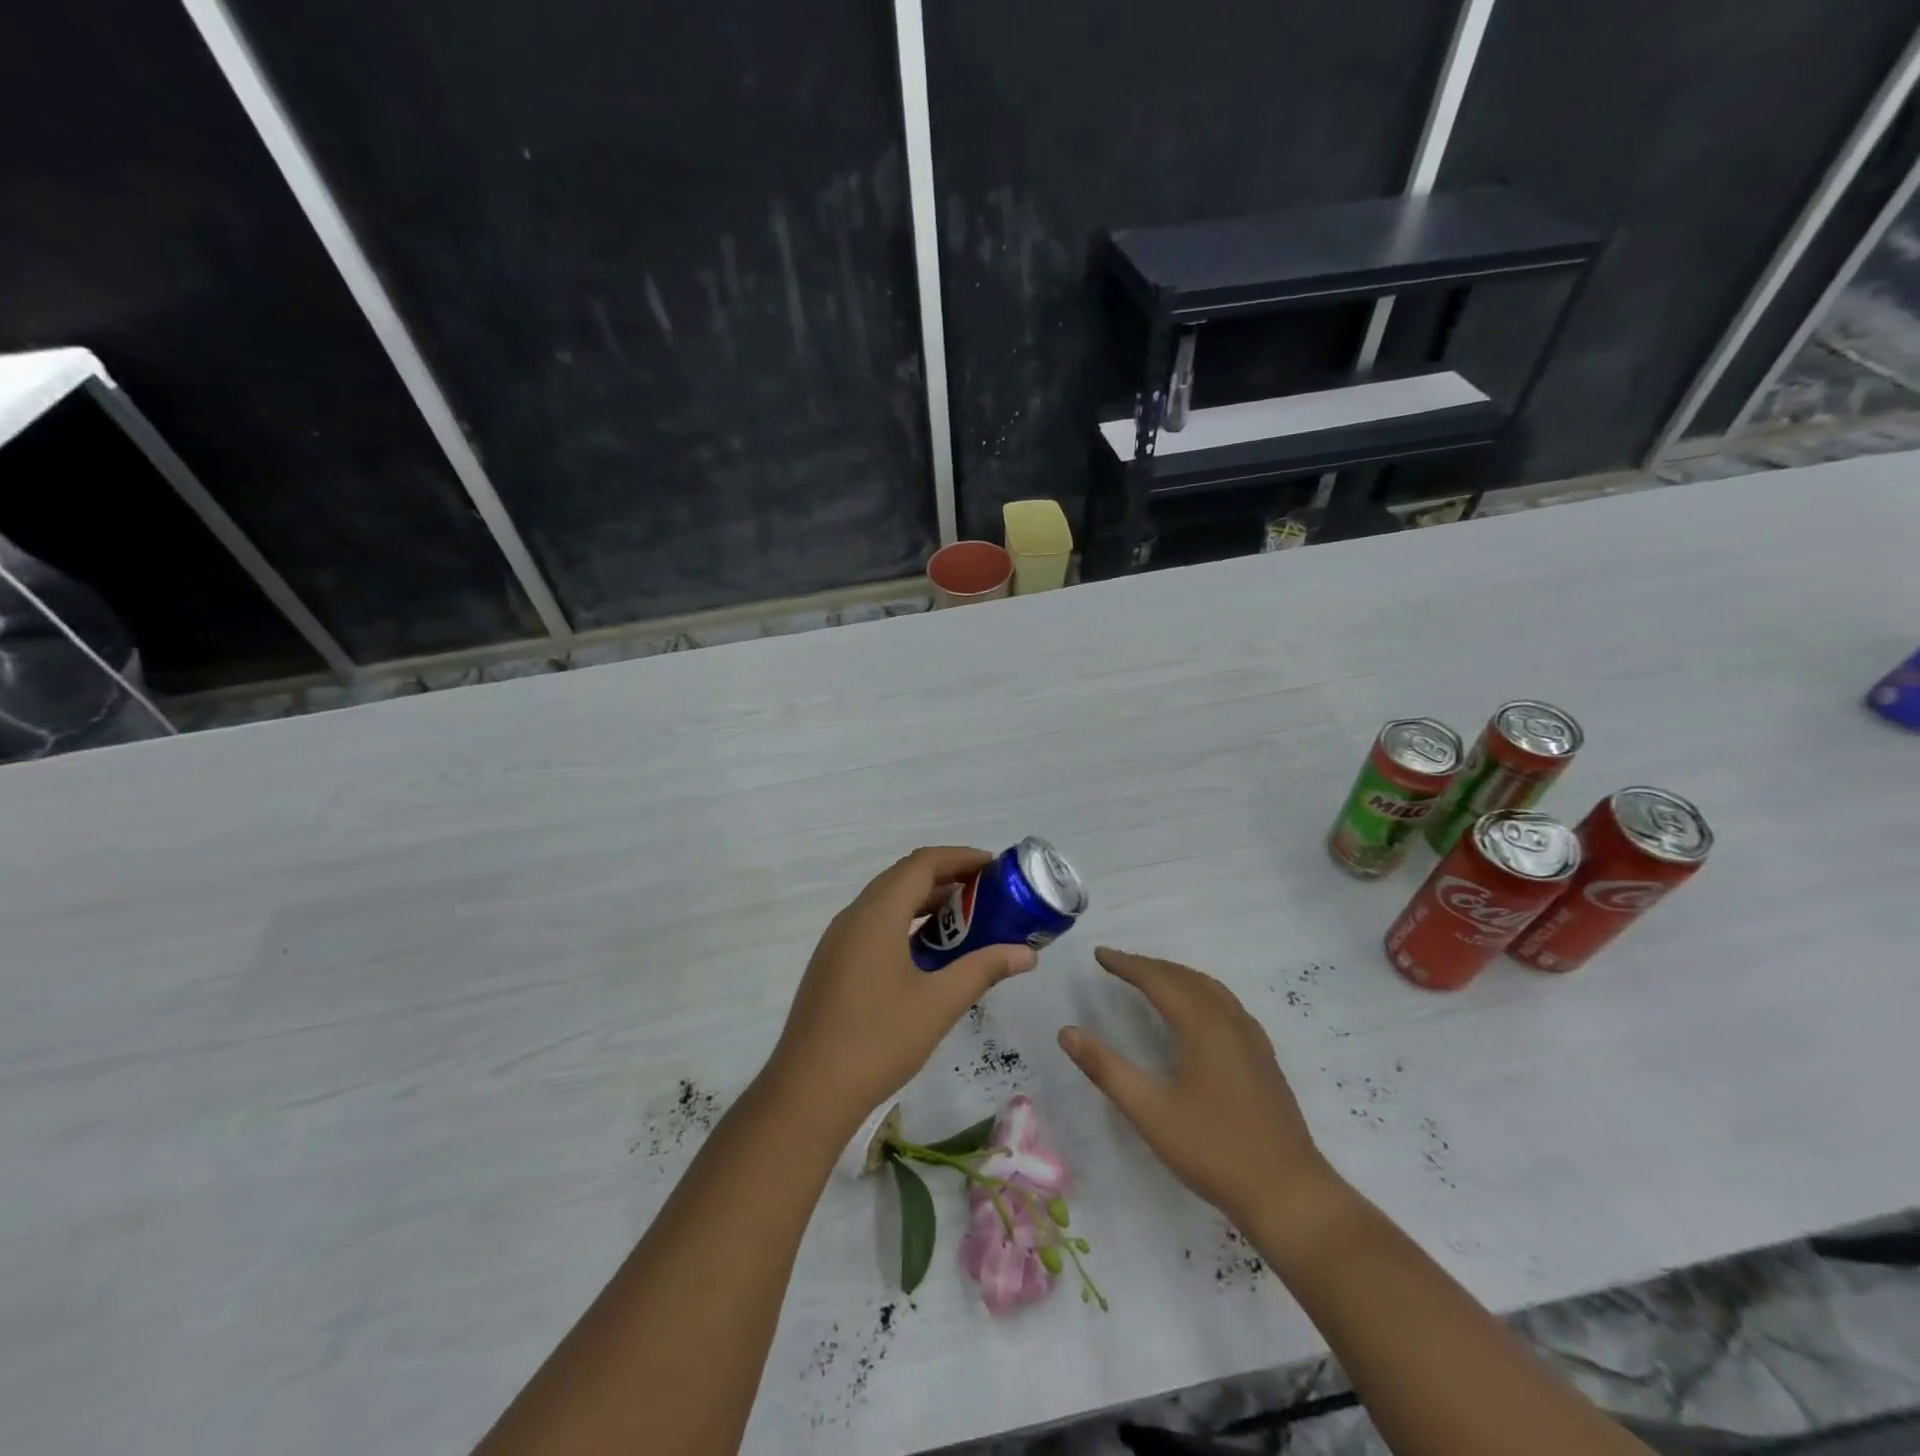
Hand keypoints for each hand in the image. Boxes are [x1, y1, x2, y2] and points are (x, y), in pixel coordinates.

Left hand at [767, 847, 1037, 1134]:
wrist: (808, 1092)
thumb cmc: (878, 1040)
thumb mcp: (939, 1003)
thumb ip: (984, 970)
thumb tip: (1027, 954)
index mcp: (877, 914)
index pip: (922, 864)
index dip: (960, 857)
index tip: (995, 866)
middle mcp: (853, 917)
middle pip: (903, 878)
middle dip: (946, 877)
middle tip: (986, 892)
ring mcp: (837, 941)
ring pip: (886, 902)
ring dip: (925, 902)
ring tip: (965, 920)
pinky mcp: (832, 965)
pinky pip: (874, 926)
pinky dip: (905, 923)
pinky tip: (928, 953)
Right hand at [1058, 947, 1330, 1224]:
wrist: (1288, 1193)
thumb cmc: (1214, 1151)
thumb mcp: (1150, 1113)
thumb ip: (1106, 1069)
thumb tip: (1066, 1032)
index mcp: (1203, 1027)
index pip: (1159, 980)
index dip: (1127, 964)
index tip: (1099, 954)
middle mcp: (1230, 1021)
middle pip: (1186, 978)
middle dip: (1149, 966)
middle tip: (1118, 964)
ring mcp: (1252, 1039)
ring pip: (1211, 988)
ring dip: (1177, 976)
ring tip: (1150, 977)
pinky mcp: (1263, 1057)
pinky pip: (1227, 1005)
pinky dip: (1201, 992)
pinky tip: (1197, 1011)